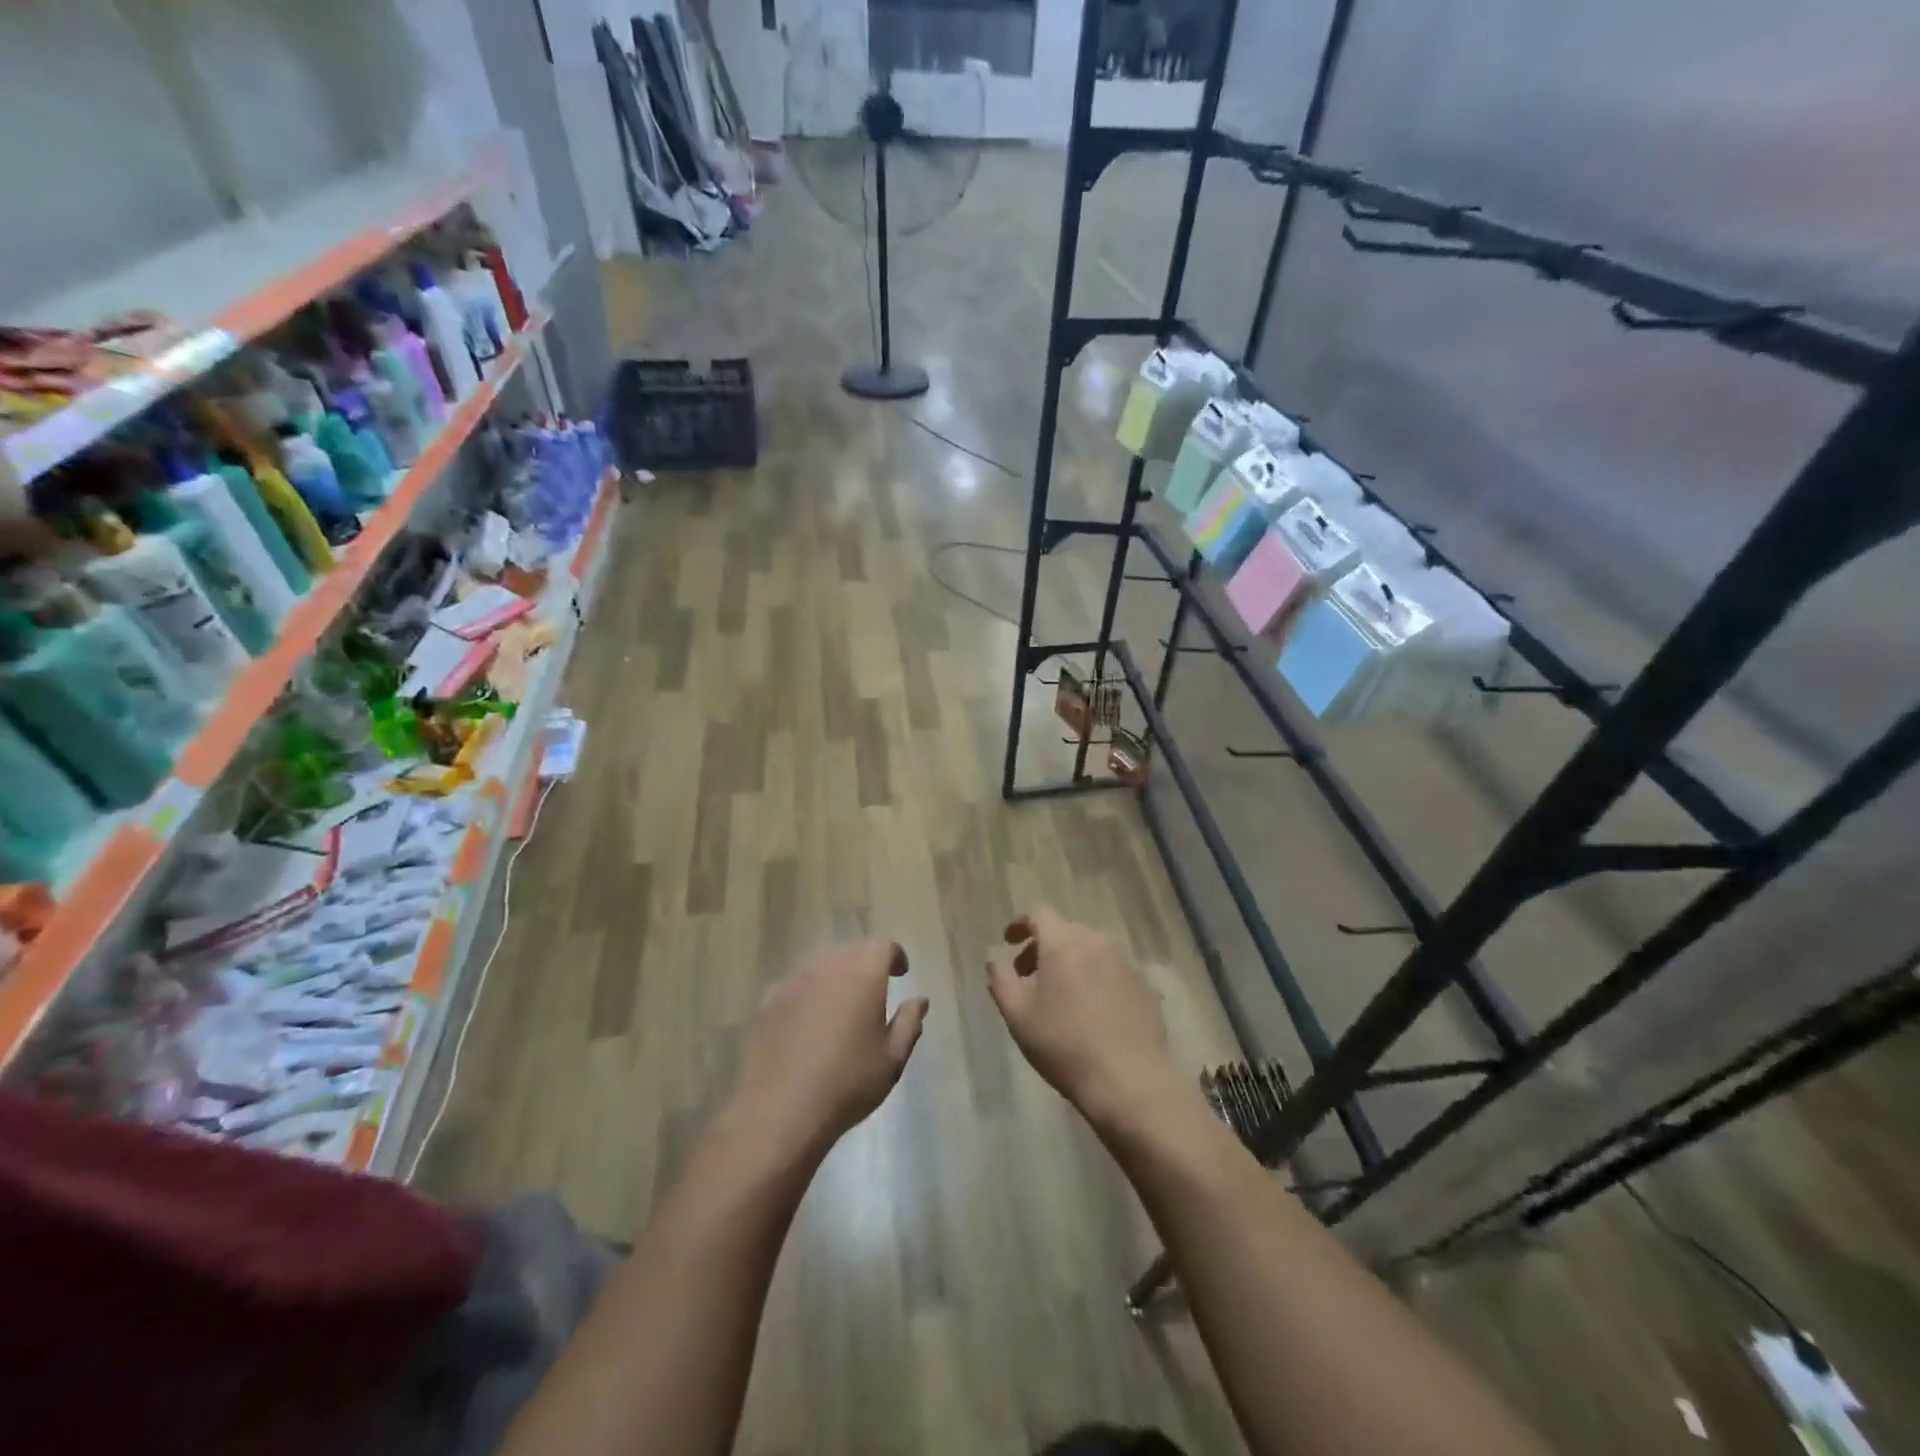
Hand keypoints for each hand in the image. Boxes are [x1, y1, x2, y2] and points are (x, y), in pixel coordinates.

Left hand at [730, 939, 928, 1157]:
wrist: (779, 1110)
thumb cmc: (847, 1083)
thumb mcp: (892, 1059)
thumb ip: (909, 1023)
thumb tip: (919, 1000)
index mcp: (863, 974)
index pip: (883, 946)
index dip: (894, 956)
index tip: (900, 973)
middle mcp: (827, 966)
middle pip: (850, 951)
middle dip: (864, 964)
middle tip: (872, 991)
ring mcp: (793, 981)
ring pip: (820, 964)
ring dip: (835, 976)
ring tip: (840, 1005)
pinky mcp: (768, 1001)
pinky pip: (795, 985)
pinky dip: (807, 994)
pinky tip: (808, 1023)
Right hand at [989, 906, 1183, 1130]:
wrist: (1129, 1079)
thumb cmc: (1064, 1044)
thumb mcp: (1018, 1015)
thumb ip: (1001, 980)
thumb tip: (997, 963)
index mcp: (1064, 943)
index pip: (1040, 914)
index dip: (1021, 924)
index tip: (1009, 943)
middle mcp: (1097, 942)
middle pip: (1065, 931)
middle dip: (1043, 948)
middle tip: (1029, 978)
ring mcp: (1125, 962)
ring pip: (1090, 950)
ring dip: (1071, 963)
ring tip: (1060, 996)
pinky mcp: (1144, 985)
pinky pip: (1111, 970)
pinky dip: (1095, 979)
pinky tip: (1091, 1011)